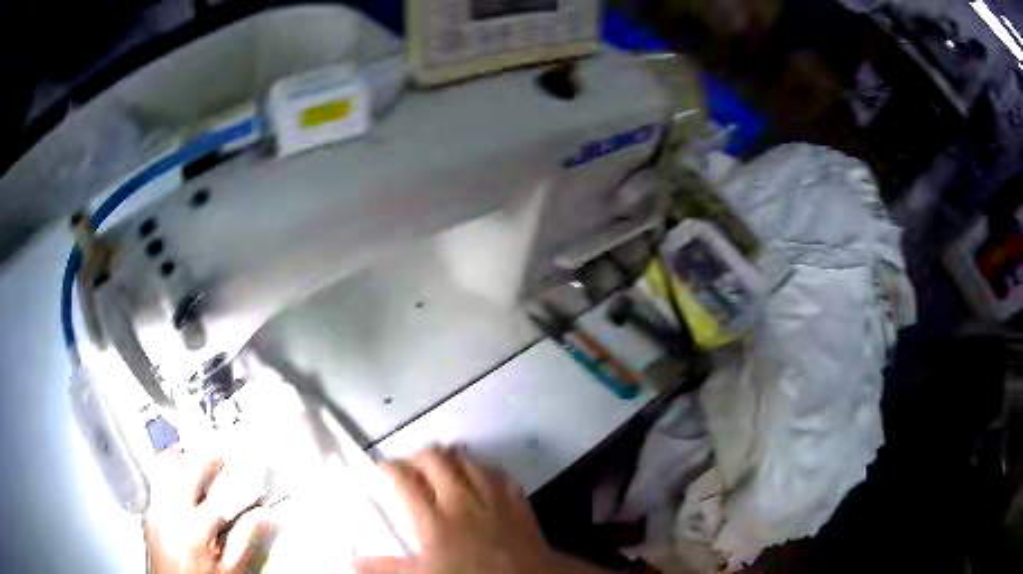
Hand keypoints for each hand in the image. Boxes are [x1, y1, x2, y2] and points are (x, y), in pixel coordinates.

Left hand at [143, 449, 270, 573]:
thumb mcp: (232, 570)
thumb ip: (246, 540)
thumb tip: (267, 515)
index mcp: (194, 527)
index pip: (223, 492)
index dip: (242, 478)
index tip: (254, 470)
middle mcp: (169, 512)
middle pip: (187, 466)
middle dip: (209, 455)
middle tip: (225, 452)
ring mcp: (154, 509)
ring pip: (166, 465)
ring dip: (185, 457)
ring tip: (200, 457)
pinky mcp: (147, 513)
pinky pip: (157, 480)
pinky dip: (170, 471)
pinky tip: (180, 476)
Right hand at [354, 446, 605, 573]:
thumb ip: (387, 568)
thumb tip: (354, 561)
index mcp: (433, 521)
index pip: (403, 481)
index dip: (389, 469)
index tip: (383, 469)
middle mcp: (461, 501)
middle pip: (435, 460)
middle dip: (418, 456)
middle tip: (410, 466)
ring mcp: (492, 498)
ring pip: (468, 460)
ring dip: (452, 458)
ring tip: (442, 465)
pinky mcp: (517, 501)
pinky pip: (500, 474)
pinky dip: (486, 470)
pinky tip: (481, 475)